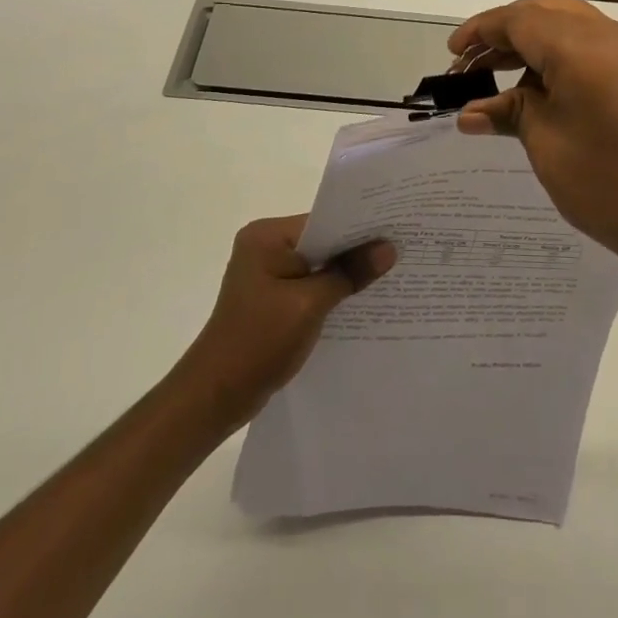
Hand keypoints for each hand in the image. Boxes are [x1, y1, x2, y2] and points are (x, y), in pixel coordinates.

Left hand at [174, 216, 394, 429]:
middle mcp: (265, 246)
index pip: (323, 220)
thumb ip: (349, 273)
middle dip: (356, 251)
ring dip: (346, 273)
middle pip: (322, 241)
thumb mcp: (309, 304)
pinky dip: (332, 292)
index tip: (397, 229)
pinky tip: (361, 301)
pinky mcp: (272, 299)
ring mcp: (267, 274)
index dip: (359, 226)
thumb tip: (388, 248)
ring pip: (318, 265)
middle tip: (401, 250)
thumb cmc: (258, 341)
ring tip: (390, 275)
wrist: (215, 396)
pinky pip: (310, 285)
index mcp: (266, 236)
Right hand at [448, 0, 617, 281]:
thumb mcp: (547, 145)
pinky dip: (556, 56)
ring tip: (496, 80)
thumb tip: (470, 113)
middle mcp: (610, 35)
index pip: (520, 19)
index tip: (452, 55)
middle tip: (471, 65)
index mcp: (582, 47)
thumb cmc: (610, 184)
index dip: (481, 32)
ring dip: (530, 43)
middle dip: (504, 32)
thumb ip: (509, 113)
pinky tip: (535, 90)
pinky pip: (589, 45)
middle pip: (545, 11)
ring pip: (568, 25)